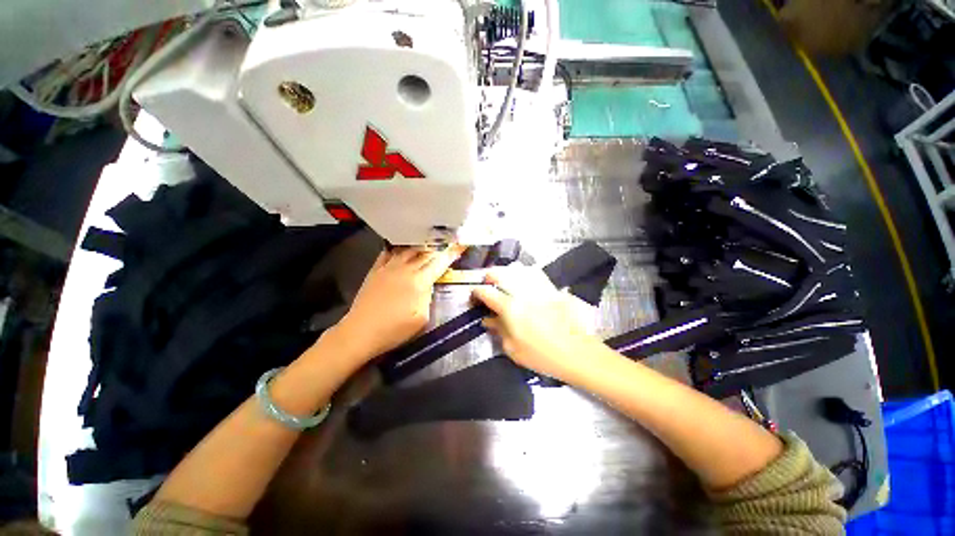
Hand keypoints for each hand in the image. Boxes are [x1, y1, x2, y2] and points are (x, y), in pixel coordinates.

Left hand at [333, 246, 462, 360]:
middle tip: (447, 244)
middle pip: (425, 253)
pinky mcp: (375, 270)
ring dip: (420, 246)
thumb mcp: (422, 318)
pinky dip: (398, 248)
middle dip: (439, 248)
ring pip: (408, 250)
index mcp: (419, 282)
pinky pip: (388, 253)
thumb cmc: (395, 330)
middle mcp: (406, 269)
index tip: (460, 245)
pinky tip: (402, 248)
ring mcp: (389, 268)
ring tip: (428, 244)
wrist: (361, 332)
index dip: (451, 254)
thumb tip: (428, 285)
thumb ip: (428, 297)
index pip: (439, 263)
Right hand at [472, 266, 601, 382]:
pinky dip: (526, 273)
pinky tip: (524, 279)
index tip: (474, 295)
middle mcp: (522, 293)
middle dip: (490, 276)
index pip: (487, 292)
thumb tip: (487, 319)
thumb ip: (498, 330)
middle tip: (487, 284)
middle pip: (501, 273)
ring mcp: (538, 288)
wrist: (576, 353)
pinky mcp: (552, 289)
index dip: (477, 292)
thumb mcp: (512, 349)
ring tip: (504, 279)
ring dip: (507, 272)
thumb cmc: (541, 355)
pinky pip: (536, 274)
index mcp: (510, 308)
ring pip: (519, 270)